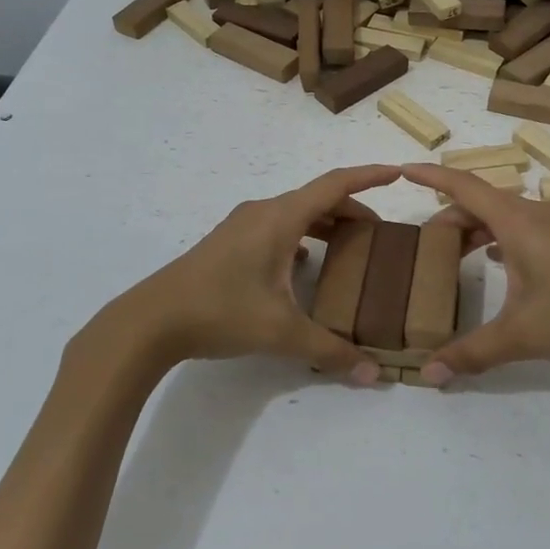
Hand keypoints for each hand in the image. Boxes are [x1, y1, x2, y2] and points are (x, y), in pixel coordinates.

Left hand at [103, 165, 401, 383]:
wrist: (151, 320)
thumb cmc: (221, 312)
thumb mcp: (281, 333)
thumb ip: (330, 350)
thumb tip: (373, 374)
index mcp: (280, 219)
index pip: (334, 185)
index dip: (369, 177)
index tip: (397, 174)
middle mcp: (263, 213)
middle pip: (318, 199)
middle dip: (353, 210)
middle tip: (380, 234)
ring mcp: (242, 226)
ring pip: (296, 213)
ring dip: (326, 223)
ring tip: (351, 248)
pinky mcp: (229, 243)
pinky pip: (277, 228)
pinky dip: (302, 236)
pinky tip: (306, 264)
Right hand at [402, 163, 549, 388]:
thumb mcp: (521, 336)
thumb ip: (470, 353)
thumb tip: (427, 376)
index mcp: (520, 222)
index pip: (465, 186)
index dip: (432, 176)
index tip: (403, 170)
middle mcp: (537, 214)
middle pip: (482, 201)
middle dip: (448, 215)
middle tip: (422, 242)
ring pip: (504, 215)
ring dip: (475, 228)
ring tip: (451, 254)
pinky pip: (523, 228)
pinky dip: (499, 238)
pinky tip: (494, 262)